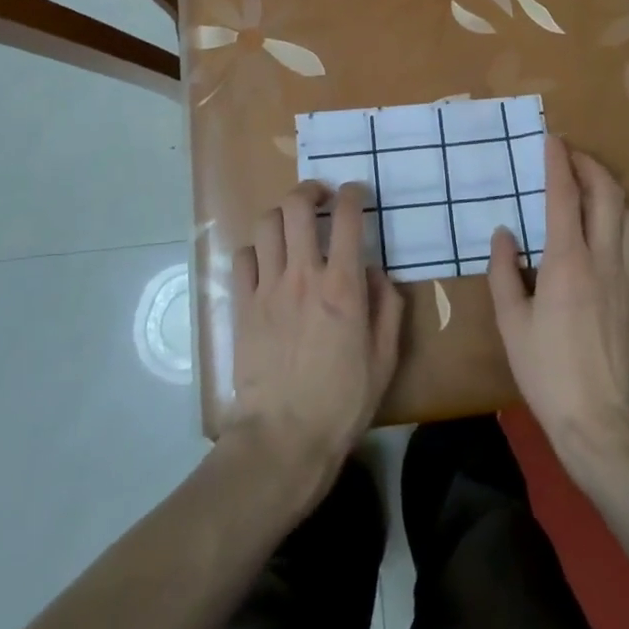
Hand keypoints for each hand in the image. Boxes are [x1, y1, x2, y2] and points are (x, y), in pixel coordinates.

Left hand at [227, 182, 402, 503]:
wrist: (283, 438)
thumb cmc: (342, 402)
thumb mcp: (384, 359)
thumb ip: (386, 308)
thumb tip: (376, 274)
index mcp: (342, 286)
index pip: (346, 217)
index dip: (352, 194)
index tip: (356, 193)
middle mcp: (303, 275)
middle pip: (297, 206)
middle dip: (310, 189)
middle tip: (320, 197)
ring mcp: (268, 288)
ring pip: (266, 224)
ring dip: (281, 215)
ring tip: (292, 225)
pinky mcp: (242, 306)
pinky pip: (242, 258)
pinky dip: (255, 250)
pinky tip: (266, 263)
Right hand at [488, 135, 628, 461]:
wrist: (602, 420)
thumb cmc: (547, 371)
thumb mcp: (511, 323)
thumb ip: (504, 272)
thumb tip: (504, 234)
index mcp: (567, 262)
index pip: (565, 196)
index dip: (558, 162)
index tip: (551, 139)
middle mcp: (604, 259)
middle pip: (607, 194)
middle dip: (590, 165)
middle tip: (572, 156)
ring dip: (611, 192)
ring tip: (591, 190)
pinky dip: (624, 223)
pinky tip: (611, 233)